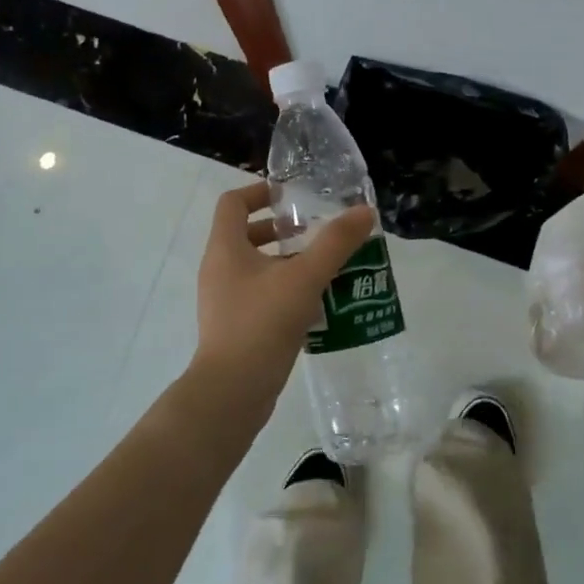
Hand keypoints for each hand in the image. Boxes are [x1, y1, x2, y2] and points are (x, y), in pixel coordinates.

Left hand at [189, 183, 375, 416]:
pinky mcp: (235, 326)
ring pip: (255, 267)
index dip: (259, 191)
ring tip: (323, 267)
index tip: (291, 196)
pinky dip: (284, 289)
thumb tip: (364, 211)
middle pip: (245, 234)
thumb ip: (336, 243)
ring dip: (287, 261)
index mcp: (225, 248)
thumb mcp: (304, 278)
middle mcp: (219, 269)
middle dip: (280, 229)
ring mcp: (224, 300)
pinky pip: (259, 295)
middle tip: (314, 232)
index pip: (233, 203)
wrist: (232, 391)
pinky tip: (316, 304)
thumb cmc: (262, 323)